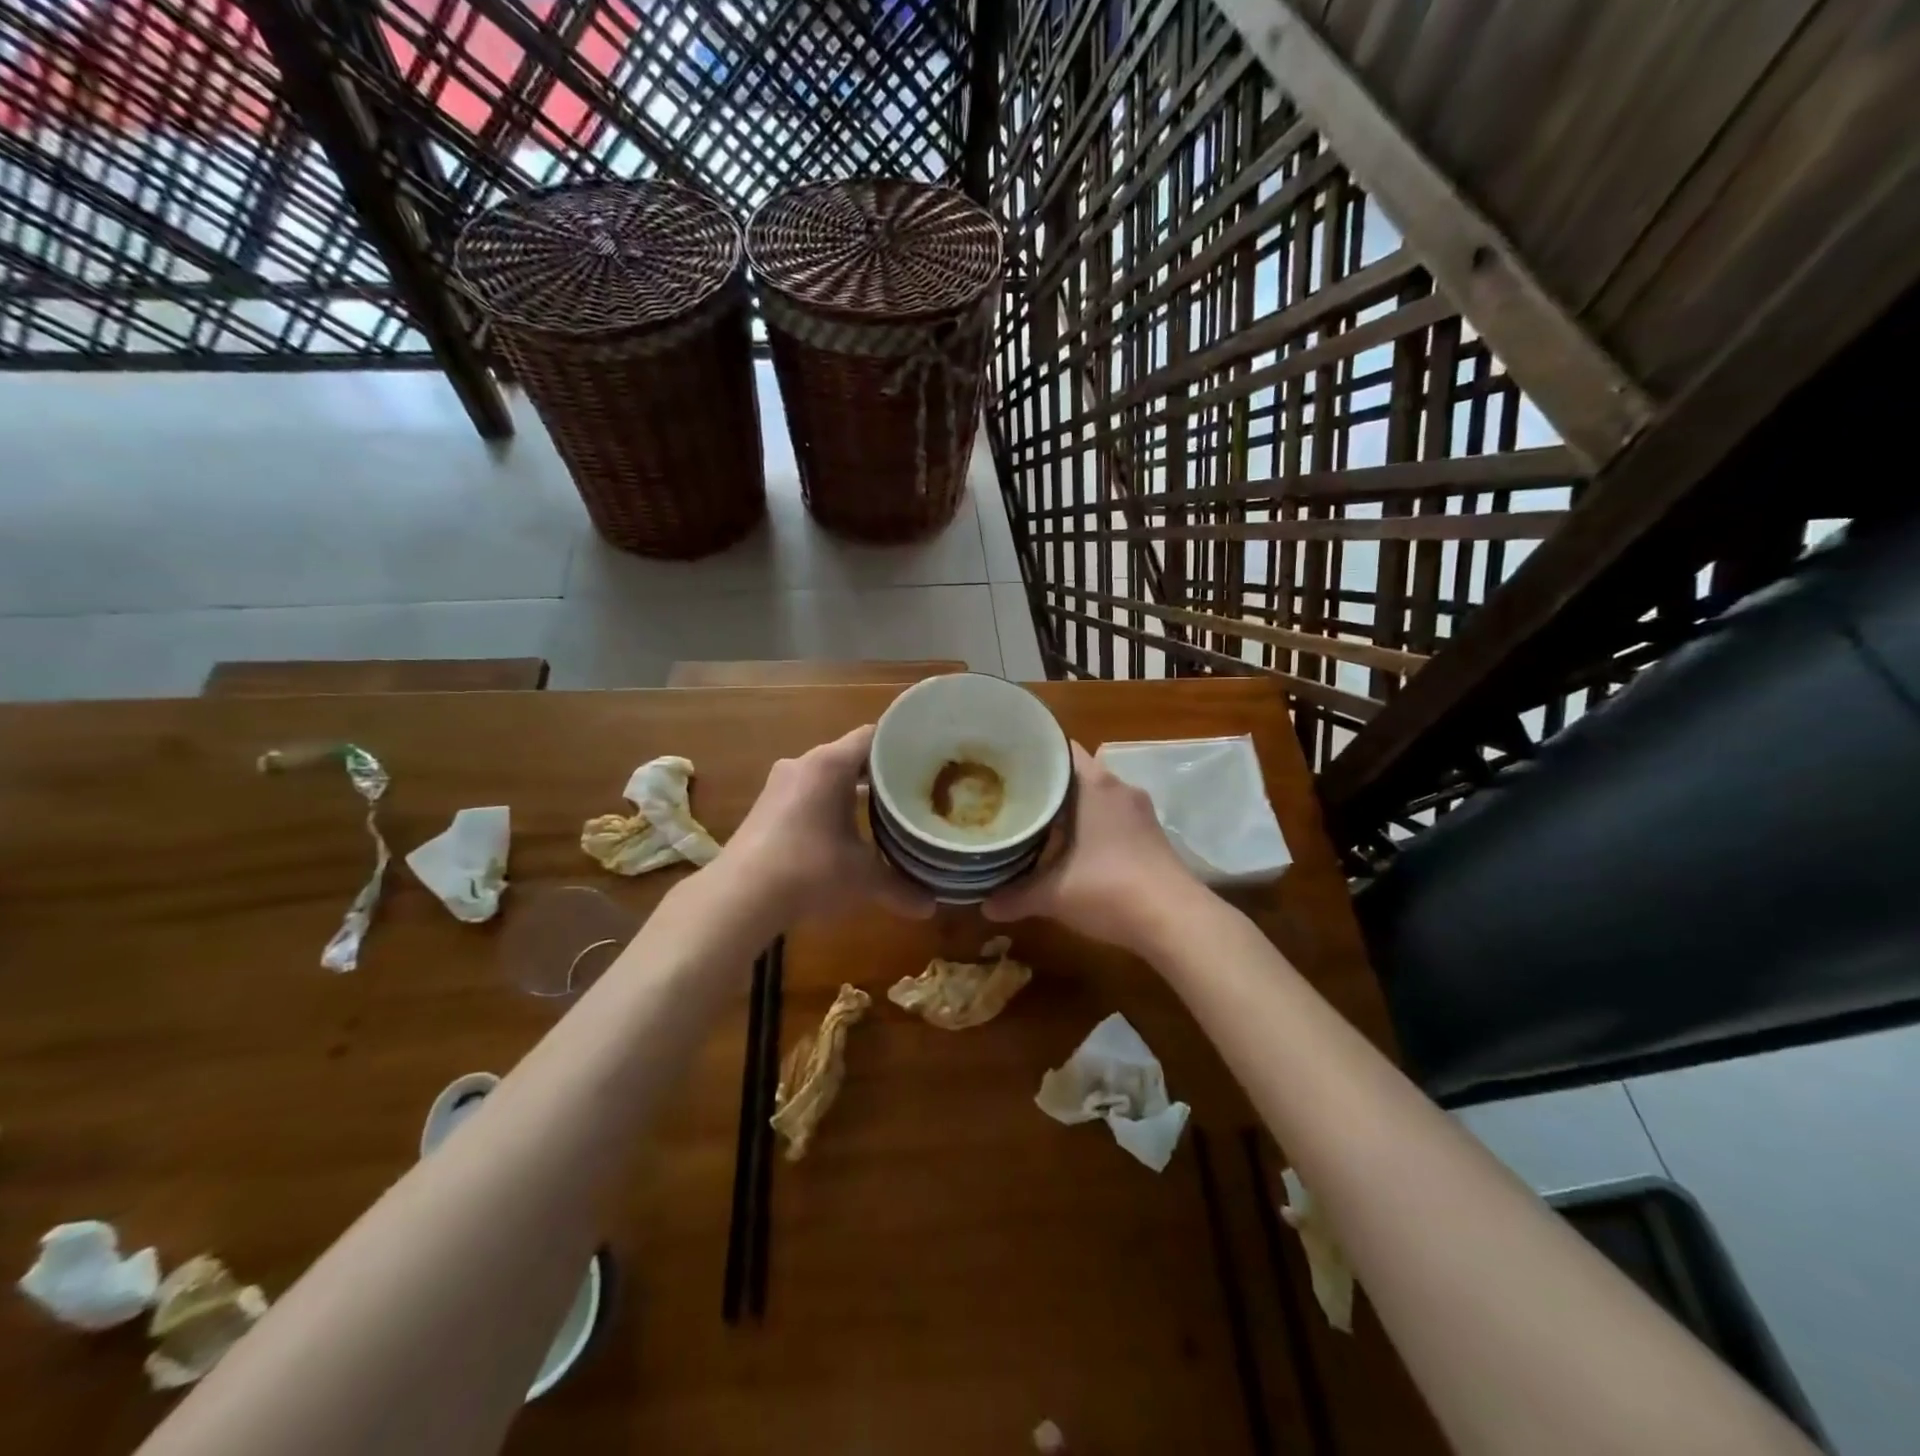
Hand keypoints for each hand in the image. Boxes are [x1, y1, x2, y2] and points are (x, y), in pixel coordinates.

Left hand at [721, 724, 935, 923]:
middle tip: (912, 789)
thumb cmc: (810, 870)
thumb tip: (931, 907)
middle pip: (850, 755)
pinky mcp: (766, 806)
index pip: (873, 736)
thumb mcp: (862, 878)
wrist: (740, 896)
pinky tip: (844, 831)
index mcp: (830, 764)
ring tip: (883, 810)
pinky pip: (807, 793)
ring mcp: (780, 784)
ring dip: (851, 791)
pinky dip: (828, 805)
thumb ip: (900, 886)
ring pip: (826, 776)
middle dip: (880, 773)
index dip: (901, 745)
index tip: (925, 760)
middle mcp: (804, 764)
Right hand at [983, 742, 1200, 950]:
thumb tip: (984, 906)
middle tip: (1012, 796)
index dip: (1033, 754)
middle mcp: (1119, 788)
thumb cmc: (1109, 889)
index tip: (1006, 765)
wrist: (1175, 920)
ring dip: (1072, 808)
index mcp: (1095, 785)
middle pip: (1077, 773)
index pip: (1061, 750)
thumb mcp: (1052, 895)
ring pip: (1097, 797)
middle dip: (1047, 784)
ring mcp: (1140, 812)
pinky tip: (1073, 848)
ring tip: (1037, 821)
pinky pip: (1113, 817)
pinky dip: (1092, 825)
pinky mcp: (1152, 835)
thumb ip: (1015, 896)